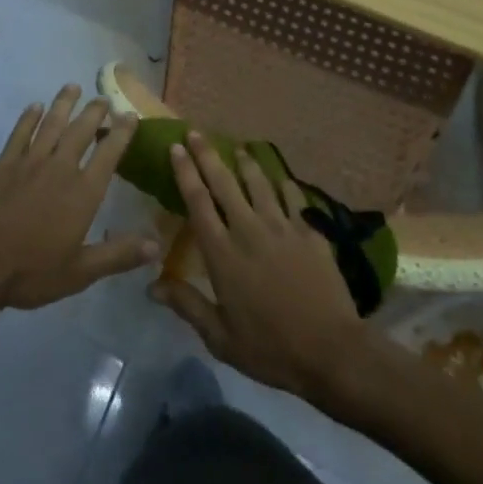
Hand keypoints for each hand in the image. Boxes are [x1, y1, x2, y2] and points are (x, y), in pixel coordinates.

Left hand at [0, 85, 158, 311]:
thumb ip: (118, 255)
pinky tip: (35, 106)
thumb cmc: (30, 272)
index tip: (130, 115)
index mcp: (82, 193)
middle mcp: (59, 168)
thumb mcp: (80, 272)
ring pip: (51, 124)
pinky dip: (29, 117)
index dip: (122, 132)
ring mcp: (29, 162)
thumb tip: (157, 245)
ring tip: (73, 87)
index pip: (109, 153)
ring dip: (64, 104)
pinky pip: (20, 133)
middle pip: (81, 131)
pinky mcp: (3, 164)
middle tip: (104, 98)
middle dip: (95, 112)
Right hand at [151, 131, 366, 400]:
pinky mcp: (309, 231)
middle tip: (196, 132)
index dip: (185, 172)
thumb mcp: (221, 338)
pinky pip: (293, 197)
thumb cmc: (270, 349)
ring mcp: (282, 227)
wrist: (331, 351)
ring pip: (259, 182)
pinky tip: (279, 176)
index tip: (176, 147)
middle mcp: (248, 229)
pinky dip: (283, 183)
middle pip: (224, 182)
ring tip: (237, 147)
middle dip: (207, 154)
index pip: (197, 202)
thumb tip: (151, 285)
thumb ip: (187, 305)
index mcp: (222, 253)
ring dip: (245, 162)